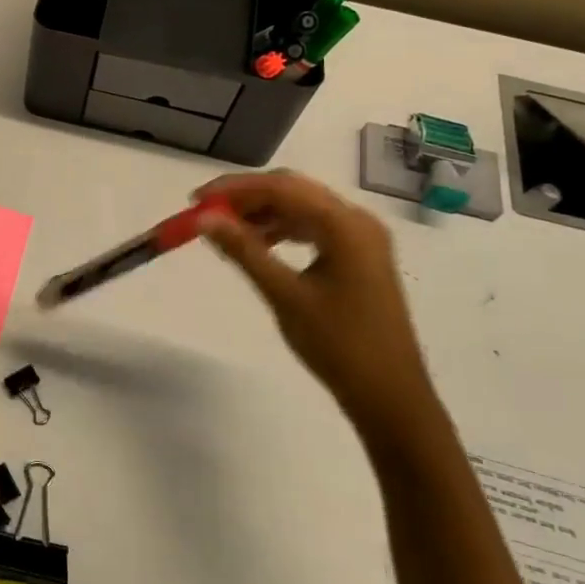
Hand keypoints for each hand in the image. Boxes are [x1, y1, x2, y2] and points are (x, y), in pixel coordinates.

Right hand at [195, 172, 438, 439]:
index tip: (195, 200)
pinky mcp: (359, 256)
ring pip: (303, 207)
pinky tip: (259, 244)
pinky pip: (314, 227)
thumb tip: (204, 219)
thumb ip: (243, 250)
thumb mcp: (284, 295)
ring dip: (263, 212)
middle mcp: (357, 221)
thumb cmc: (338, 345)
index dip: (234, 189)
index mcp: (345, 225)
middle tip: (206, 212)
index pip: (281, 188)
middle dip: (247, 197)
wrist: (389, 395)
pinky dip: (282, 228)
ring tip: (226, 230)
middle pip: (293, 190)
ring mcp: (362, 238)